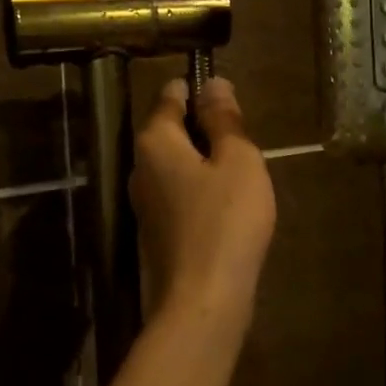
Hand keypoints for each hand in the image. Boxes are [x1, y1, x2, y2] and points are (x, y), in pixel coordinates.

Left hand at [130, 77, 275, 316]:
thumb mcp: (238, 160)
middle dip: (206, 128)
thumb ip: (224, 119)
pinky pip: (179, 192)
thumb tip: (213, 83)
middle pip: (172, 129)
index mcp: (155, 141)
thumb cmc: (226, 221)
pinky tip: (228, 206)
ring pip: (177, 163)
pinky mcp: (156, 231)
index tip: (232, 101)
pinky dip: (201, 189)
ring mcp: (144, 202)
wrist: (203, 302)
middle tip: (245, 142)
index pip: (171, 94)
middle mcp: (140, 166)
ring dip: (206, 161)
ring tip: (243, 173)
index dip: (201, 89)